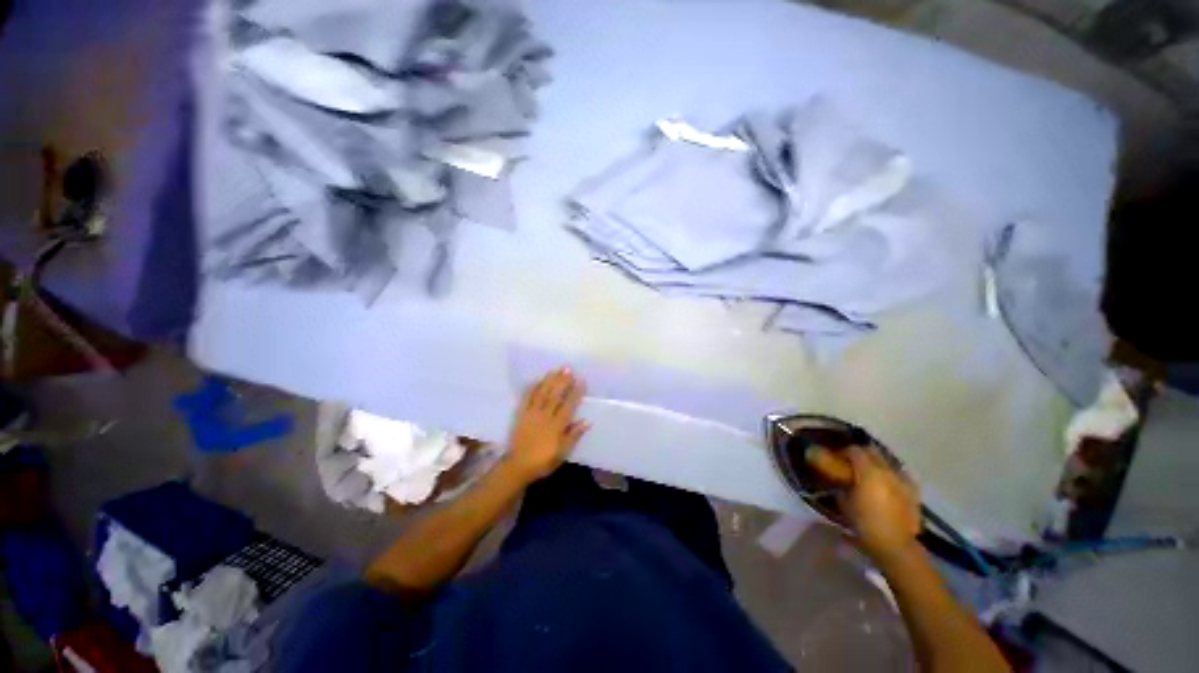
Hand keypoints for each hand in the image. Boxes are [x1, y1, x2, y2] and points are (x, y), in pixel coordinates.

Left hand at [503, 368, 588, 481]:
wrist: (517, 466)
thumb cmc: (543, 461)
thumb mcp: (562, 453)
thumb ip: (573, 435)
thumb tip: (587, 421)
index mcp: (556, 426)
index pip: (568, 405)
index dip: (575, 392)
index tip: (581, 380)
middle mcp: (545, 416)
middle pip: (555, 396)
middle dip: (562, 381)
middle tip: (568, 368)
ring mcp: (531, 414)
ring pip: (542, 394)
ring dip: (549, 381)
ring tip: (555, 370)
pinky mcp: (521, 415)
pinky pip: (526, 399)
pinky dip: (531, 388)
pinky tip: (536, 380)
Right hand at [840, 446, 921, 562]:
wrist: (895, 545)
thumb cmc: (865, 522)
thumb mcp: (844, 503)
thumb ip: (841, 486)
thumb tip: (838, 480)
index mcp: (868, 470)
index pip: (853, 450)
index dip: (843, 452)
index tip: (836, 458)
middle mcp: (887, 470)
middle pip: (873, 451)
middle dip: (861, 453)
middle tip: (851, 462)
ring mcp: (903, 480)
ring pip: (888, 461)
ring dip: (878, 463)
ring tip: (870, 474)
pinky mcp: (913, 491)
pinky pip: (900, 475)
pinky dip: (891, 475)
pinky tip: (887, 485)